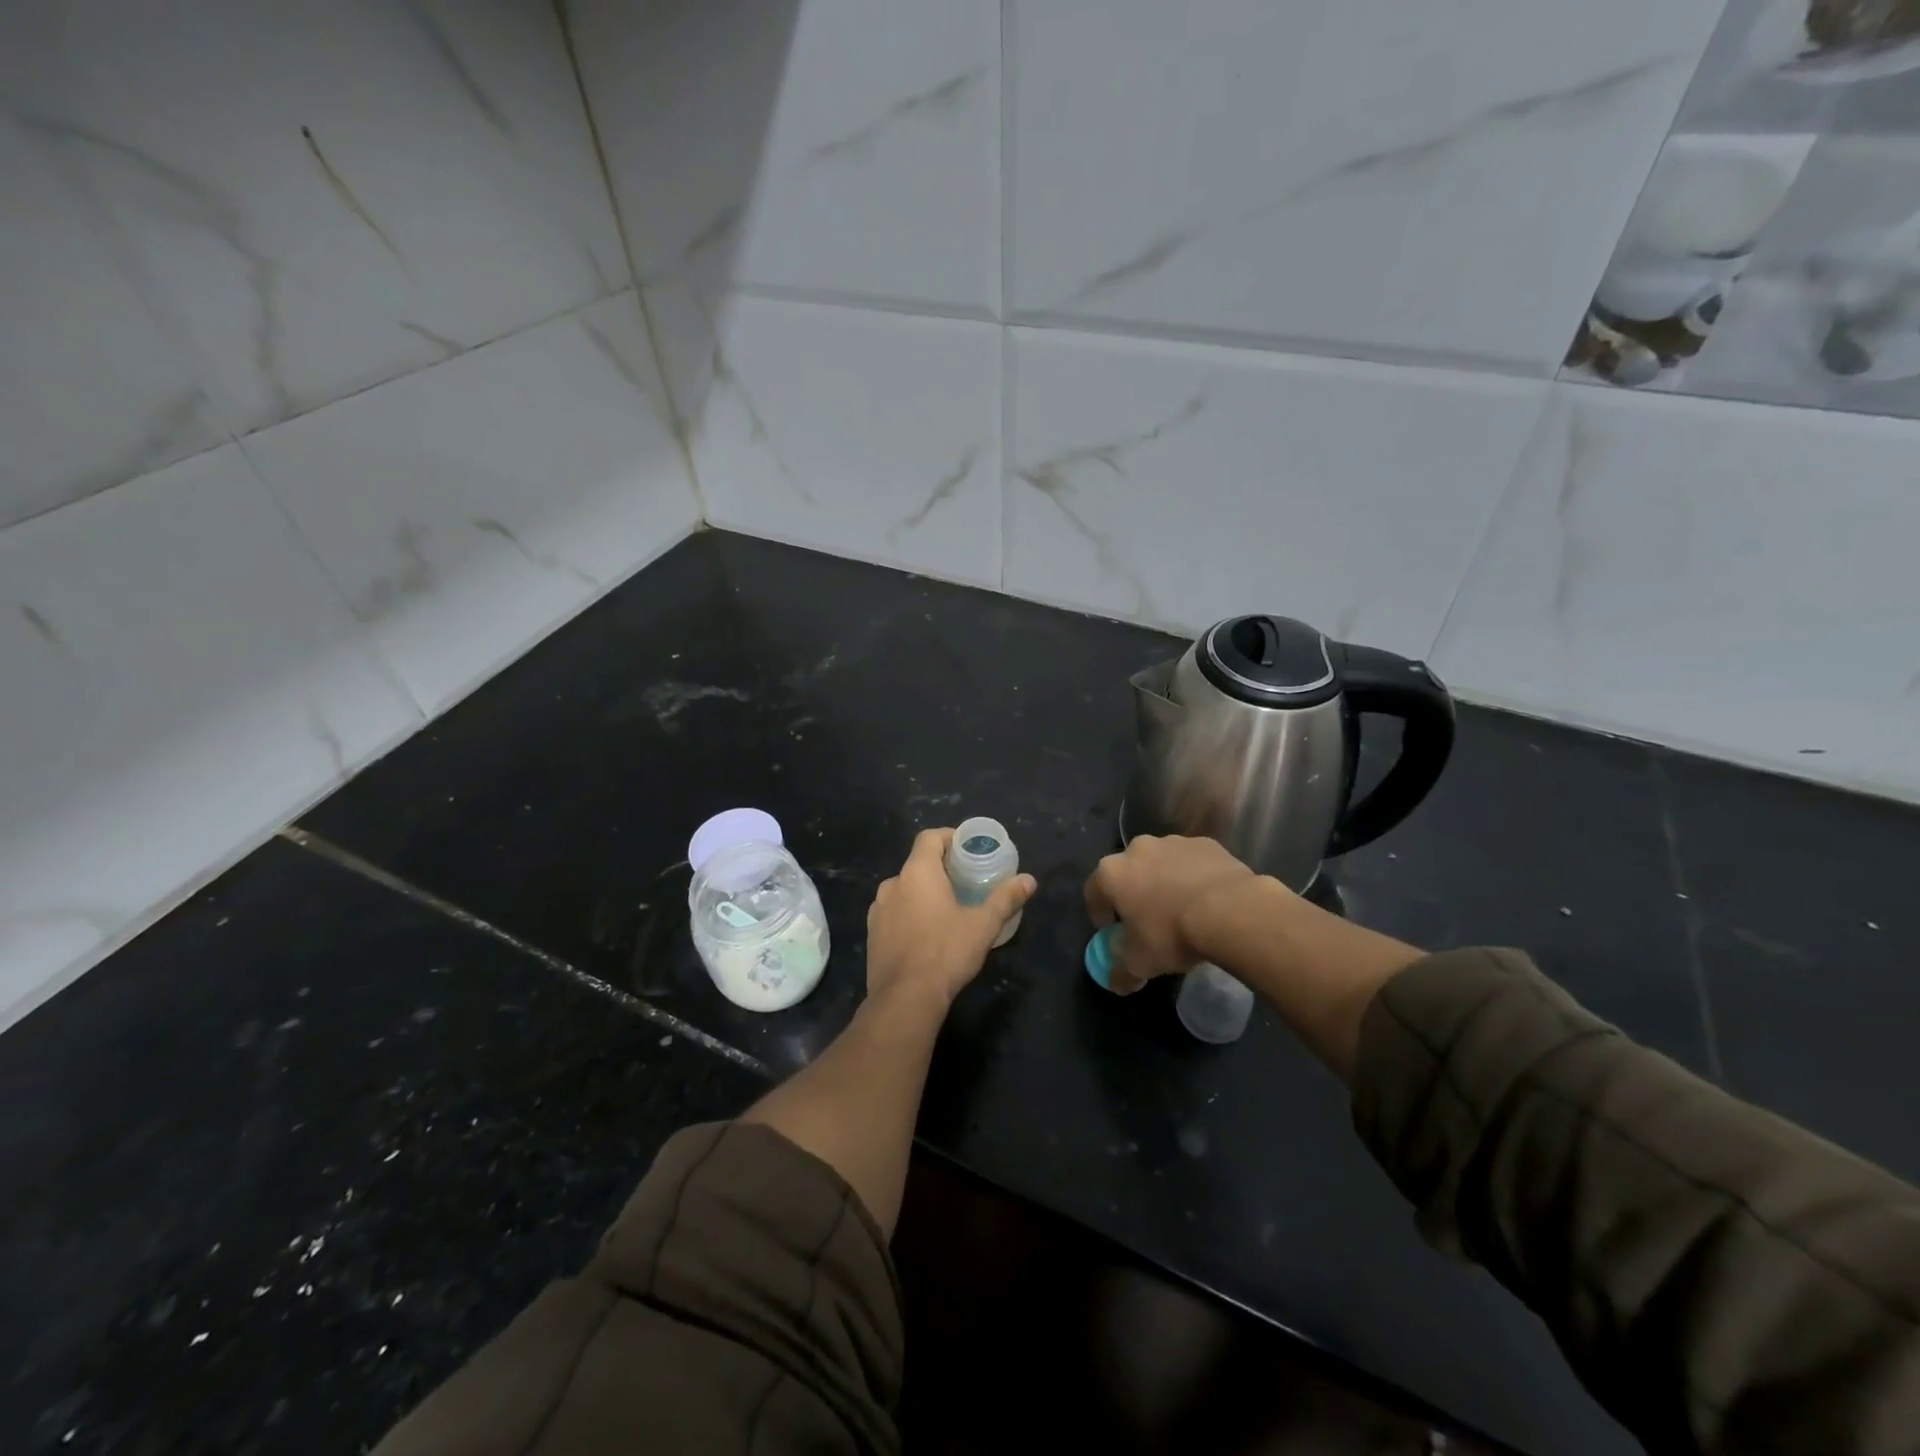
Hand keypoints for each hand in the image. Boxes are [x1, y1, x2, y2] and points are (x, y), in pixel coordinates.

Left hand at [866, 828, 1036, 1012]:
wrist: (905, 998)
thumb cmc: (946, 953)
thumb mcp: (983, 925)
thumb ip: (1005, 898)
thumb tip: (1029, 880)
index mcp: (917, 872)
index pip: (929, 837)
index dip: (949, 837)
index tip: (968, 848)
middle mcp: (892, 884)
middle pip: (917, 863)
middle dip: (941, 868)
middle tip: (965, 881)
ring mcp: (878, 910)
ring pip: (904, 889)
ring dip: (923, 892)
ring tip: (947, 908)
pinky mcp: (872, 934)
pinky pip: (894, 912)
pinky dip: (909, 913)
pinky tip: (926, 933)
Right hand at [1083, 835, 1264, 993]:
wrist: (1230, 911)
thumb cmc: (1171, 933)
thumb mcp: (1140, 962)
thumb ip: (1120, 971)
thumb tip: (1115, 982)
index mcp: (1112, 873)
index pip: (1093, 892)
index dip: (1100, 913)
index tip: (1112, 931)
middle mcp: (1137, 849)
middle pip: (1128, 873)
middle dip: (1134, 893)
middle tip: (1148, 920)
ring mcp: (1173, 842)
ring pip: (1161, 864)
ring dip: (1164, 882)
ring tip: (1182, 910)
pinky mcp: (1205, 844)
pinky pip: (1191, 862)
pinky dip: (1193, 877)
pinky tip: (1207, 900)